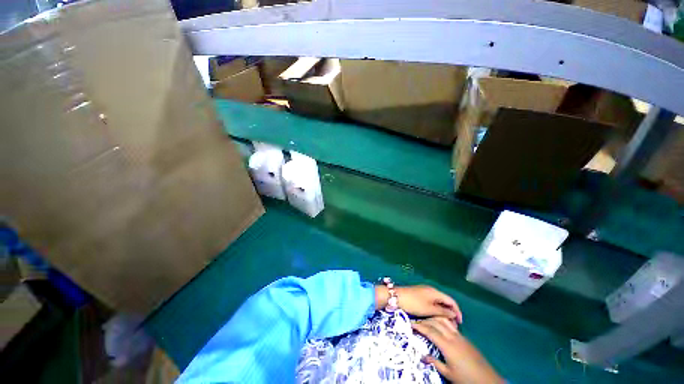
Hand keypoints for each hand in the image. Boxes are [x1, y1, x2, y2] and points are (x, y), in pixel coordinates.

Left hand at [375, 285, 461, 322]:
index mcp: (435, 292)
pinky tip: (435, 316)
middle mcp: (431, 290)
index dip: (457, 311)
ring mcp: (425, 291)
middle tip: (453, 325)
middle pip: (445, 300)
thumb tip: (453, 313)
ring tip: (445, 322)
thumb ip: (442, 311)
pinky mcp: (419, 294)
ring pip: (438, 301)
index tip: (460, 323)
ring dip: (443, 311)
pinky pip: (432, 301)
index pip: (451, 300)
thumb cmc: (414, 303)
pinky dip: (436, 309)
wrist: (396, 297)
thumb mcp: (429, 309)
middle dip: (450, 312)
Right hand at [412, 317, 503, 383]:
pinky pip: (451, 325)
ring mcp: (460, 336)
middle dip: (425, 321)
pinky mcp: (465, 338)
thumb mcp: (449, 374)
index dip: (420, 327)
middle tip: (417, 322)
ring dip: (434, 319)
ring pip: (444, 321)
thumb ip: (435, 363)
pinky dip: (443, 322)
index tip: (411, 324)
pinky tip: (441, 326)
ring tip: (427, 321)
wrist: (487, 380)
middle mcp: (453, 337)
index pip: (430, 331)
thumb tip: (422, 356)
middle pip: (436, 322)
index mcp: (447, 345)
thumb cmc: (466, 378)